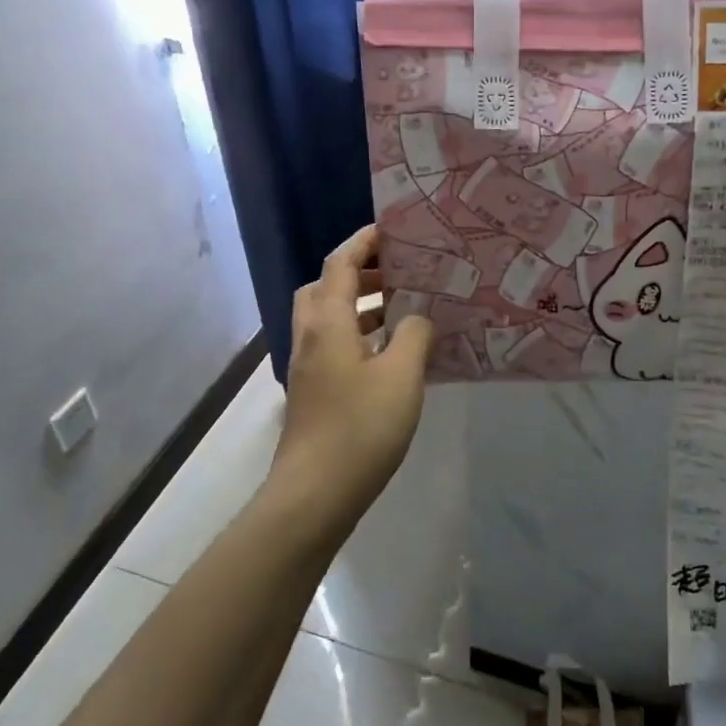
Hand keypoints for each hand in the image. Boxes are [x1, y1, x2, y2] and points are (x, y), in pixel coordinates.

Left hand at [271, 224, 433, 513]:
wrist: (315, 494)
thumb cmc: (360, 427)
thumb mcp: (401, 375)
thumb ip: (414, 335)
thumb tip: (417, 317)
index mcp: (327, 322)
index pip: (340, 264)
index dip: (364, 242)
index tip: (394, 231)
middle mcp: (310, 338)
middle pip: (326, 288)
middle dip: (360, 273)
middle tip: (399, 274)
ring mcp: (308, 368)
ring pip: (330, 320)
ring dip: (361, 307)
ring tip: (404, 311)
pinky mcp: (313, 394)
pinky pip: (336, 347)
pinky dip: (361, 337)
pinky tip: (393, 356)